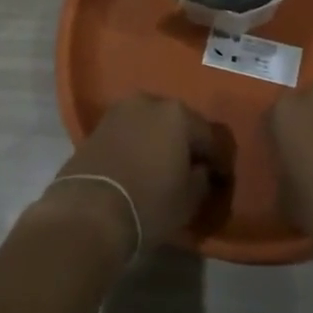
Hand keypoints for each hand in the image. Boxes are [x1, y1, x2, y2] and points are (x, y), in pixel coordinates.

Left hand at [41, 96, 217, 256]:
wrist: (89, 210)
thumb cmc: (148, 203)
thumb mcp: (189, 199)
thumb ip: (202, 179)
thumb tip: (202, 170)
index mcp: (178, 114)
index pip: (209, 136)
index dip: (218, 160)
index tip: (222, 179)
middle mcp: (150, 102)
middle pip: (178, 123)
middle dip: (187, 143)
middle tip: (193, 169)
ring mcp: (121, 111)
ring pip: (151, 124)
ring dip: (160, 141)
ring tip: (164, 167)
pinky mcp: (98, 125)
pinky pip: (130, 132)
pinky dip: (138, 144)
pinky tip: (140, 165)